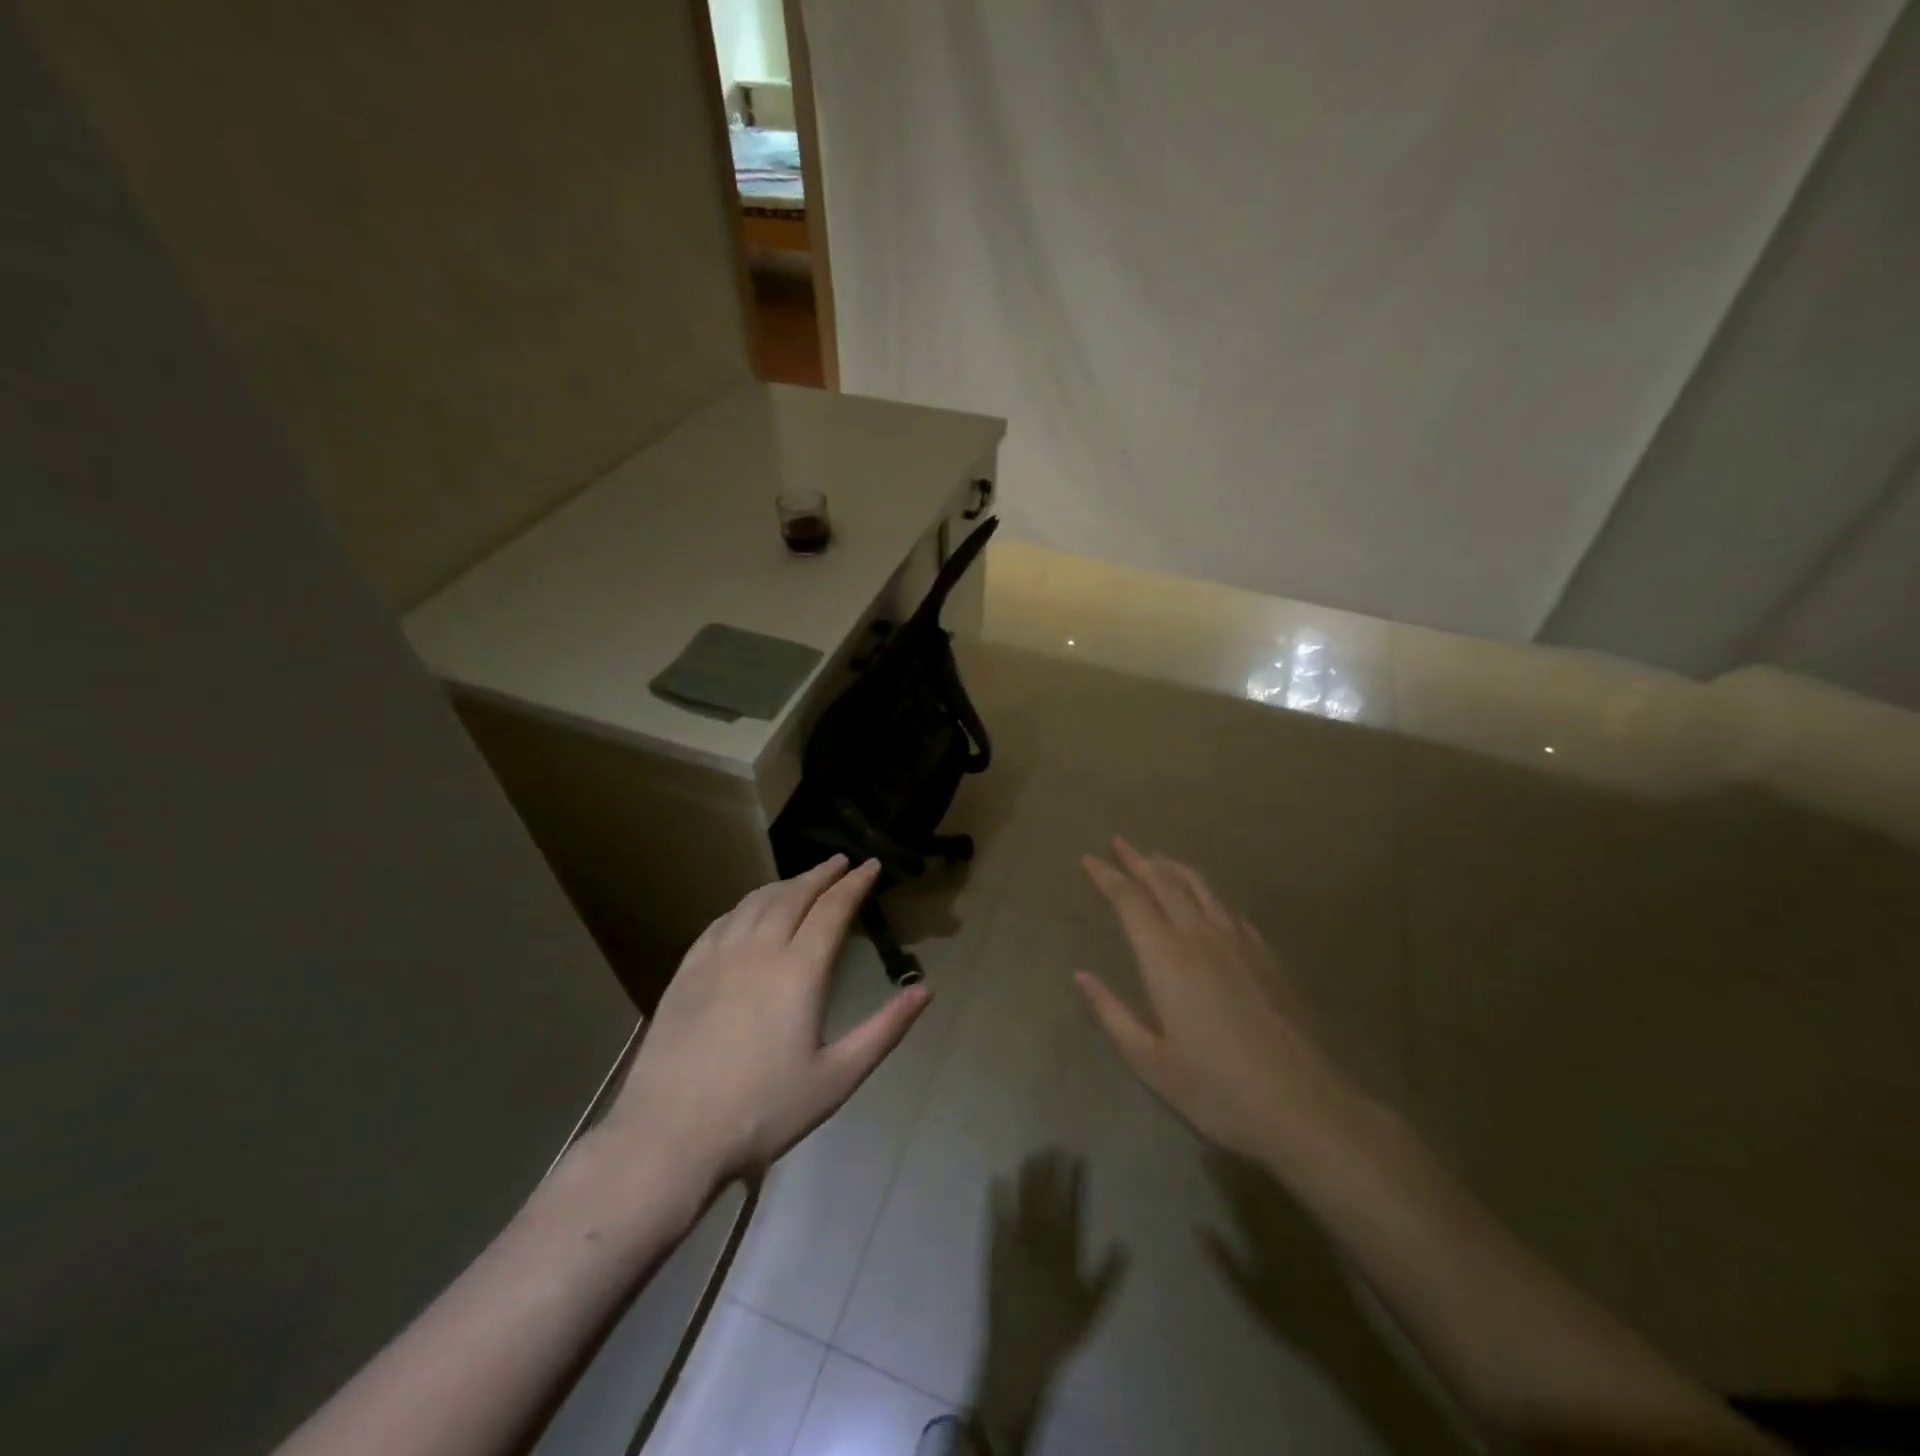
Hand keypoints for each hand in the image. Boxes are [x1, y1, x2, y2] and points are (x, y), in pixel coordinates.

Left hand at [601, 856, 930, 1186]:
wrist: (670, 1136)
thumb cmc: (763, 1111)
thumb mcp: (837, 1078)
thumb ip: (884, 1030)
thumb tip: (924, 990)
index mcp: (799, 971)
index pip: (833, 910)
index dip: (855, 884)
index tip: (871, 866)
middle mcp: (758, 950)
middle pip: (793, 895)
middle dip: (821, 874)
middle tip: (840, 862)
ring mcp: (717, 957)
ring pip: (755, 903)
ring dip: (784, 884)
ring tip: (801, 880)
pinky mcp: (686, 972)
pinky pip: (721, 922)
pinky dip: (744, 905)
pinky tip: (747, 911)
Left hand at [974, 1151, 1126, 1452]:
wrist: (1020, 1355)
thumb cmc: (1059, 1333)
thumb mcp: (1091, 1308)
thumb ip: (1107, 1275)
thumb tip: (1124, 1245)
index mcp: (1066, 1254)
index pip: (1072, 1209)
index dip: (1074, 1182)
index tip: (1076, 1157)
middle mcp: (1042, 1244)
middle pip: (1047, 1199)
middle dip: (1051, 1171)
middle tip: (1052, 1145)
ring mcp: (1017, 1245)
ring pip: (1025, 1204)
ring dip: (1028, 1178)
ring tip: (1032, 1154)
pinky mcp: (997, 1252)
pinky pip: (998, 1220)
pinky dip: (998, 1199)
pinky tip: (998, 1178)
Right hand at [1074, 838, 1367, 1171]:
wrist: (1304, 1107)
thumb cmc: (1217, 1090)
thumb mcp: (1150, 1062)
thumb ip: (1111, 1013)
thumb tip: (1080, 975)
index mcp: (1166, 958)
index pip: (1130, 901)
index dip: (1107, 876)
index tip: (1089, 859)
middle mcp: (1201, 937)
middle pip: (1166, 883)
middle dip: (1138, 860)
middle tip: (1119, 843)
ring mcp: (1240, 943)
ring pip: (1201, 888)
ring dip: (1174, 868)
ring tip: (1157, 858)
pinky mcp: (1268, 957)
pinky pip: (1230, 910)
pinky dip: (1208, 894)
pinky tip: (1208, 900)